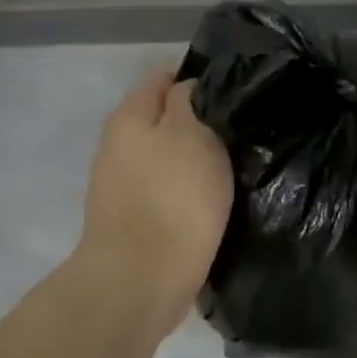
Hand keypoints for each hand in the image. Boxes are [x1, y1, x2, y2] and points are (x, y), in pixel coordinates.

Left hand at [79, 70, 233, 334]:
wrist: (142, 278)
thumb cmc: (174, 198)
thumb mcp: (191, 133)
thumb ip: (189, 102)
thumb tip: (188, 89)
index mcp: (129, 116)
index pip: (162, 79)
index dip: (198, 81)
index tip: (233, 94)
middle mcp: (118, 145)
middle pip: (162, 120)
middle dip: (197, 123)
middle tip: (239, 133)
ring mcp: (121, 185)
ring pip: (166, 158)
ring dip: (193, 160)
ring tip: (233, 166)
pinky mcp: (133, 220)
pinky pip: (166, 191)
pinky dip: (187, 191)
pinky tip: (213, 199)